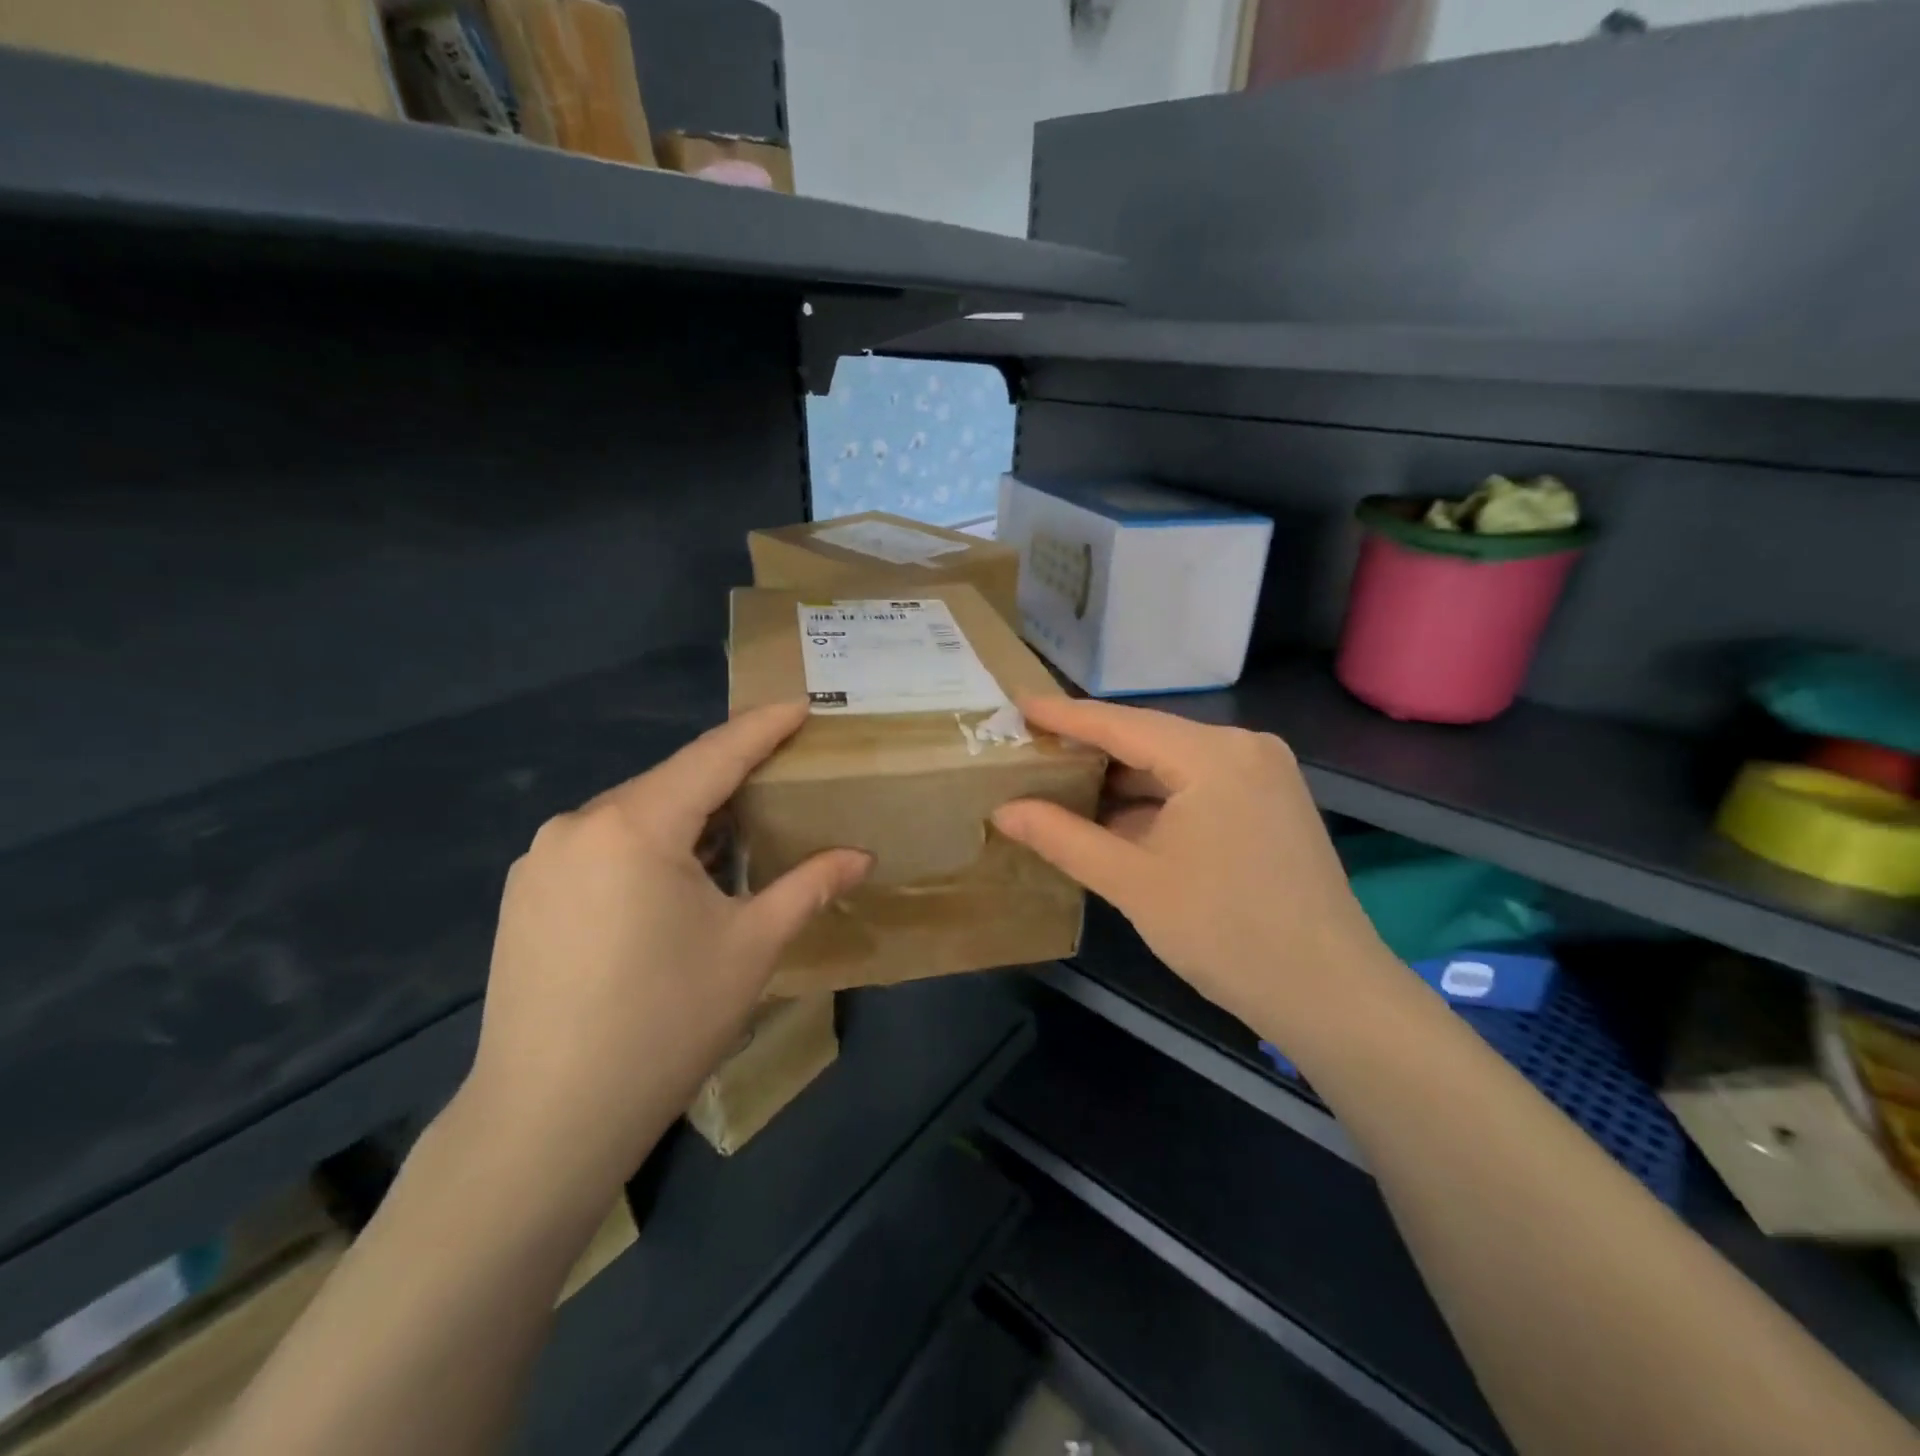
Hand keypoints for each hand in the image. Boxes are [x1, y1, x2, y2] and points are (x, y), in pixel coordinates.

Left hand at [463, 703, 870, 1191]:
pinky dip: (645, 848)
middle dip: (726, 778)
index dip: (762, 728)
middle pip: (670, 784)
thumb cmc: (665, 1022)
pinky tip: (669, 884)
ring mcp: (542, 861)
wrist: (547, 1120)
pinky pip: (600, 848)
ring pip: (632, 816)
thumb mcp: (752, 947)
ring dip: (685, 819)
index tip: (800, 705)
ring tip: (731, 836)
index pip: (714, 757)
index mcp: (636, 826)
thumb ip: (809, 887)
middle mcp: (578, 825)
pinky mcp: (525, 896)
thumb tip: (861, 857)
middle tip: (777, 777)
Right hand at [991, 697, 1391, 1042]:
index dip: (1063, 715)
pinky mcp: (1271, 804)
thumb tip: (1003, 810)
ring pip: (1173, 764)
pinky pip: (1198, 786)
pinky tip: (1114, 816)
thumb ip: (1062, 837)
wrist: (1330, 994)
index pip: (1120, 724)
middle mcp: (1244, 748)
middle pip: (1149, 739)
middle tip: (1031, 751)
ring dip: (1121, 779)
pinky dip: (1155, 800)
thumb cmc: (1225, 932)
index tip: (1017, 701)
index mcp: (1213, 754)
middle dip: (1090, 750)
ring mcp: (1264, 775)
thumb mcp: (1132, 882)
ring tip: (1061, 783)